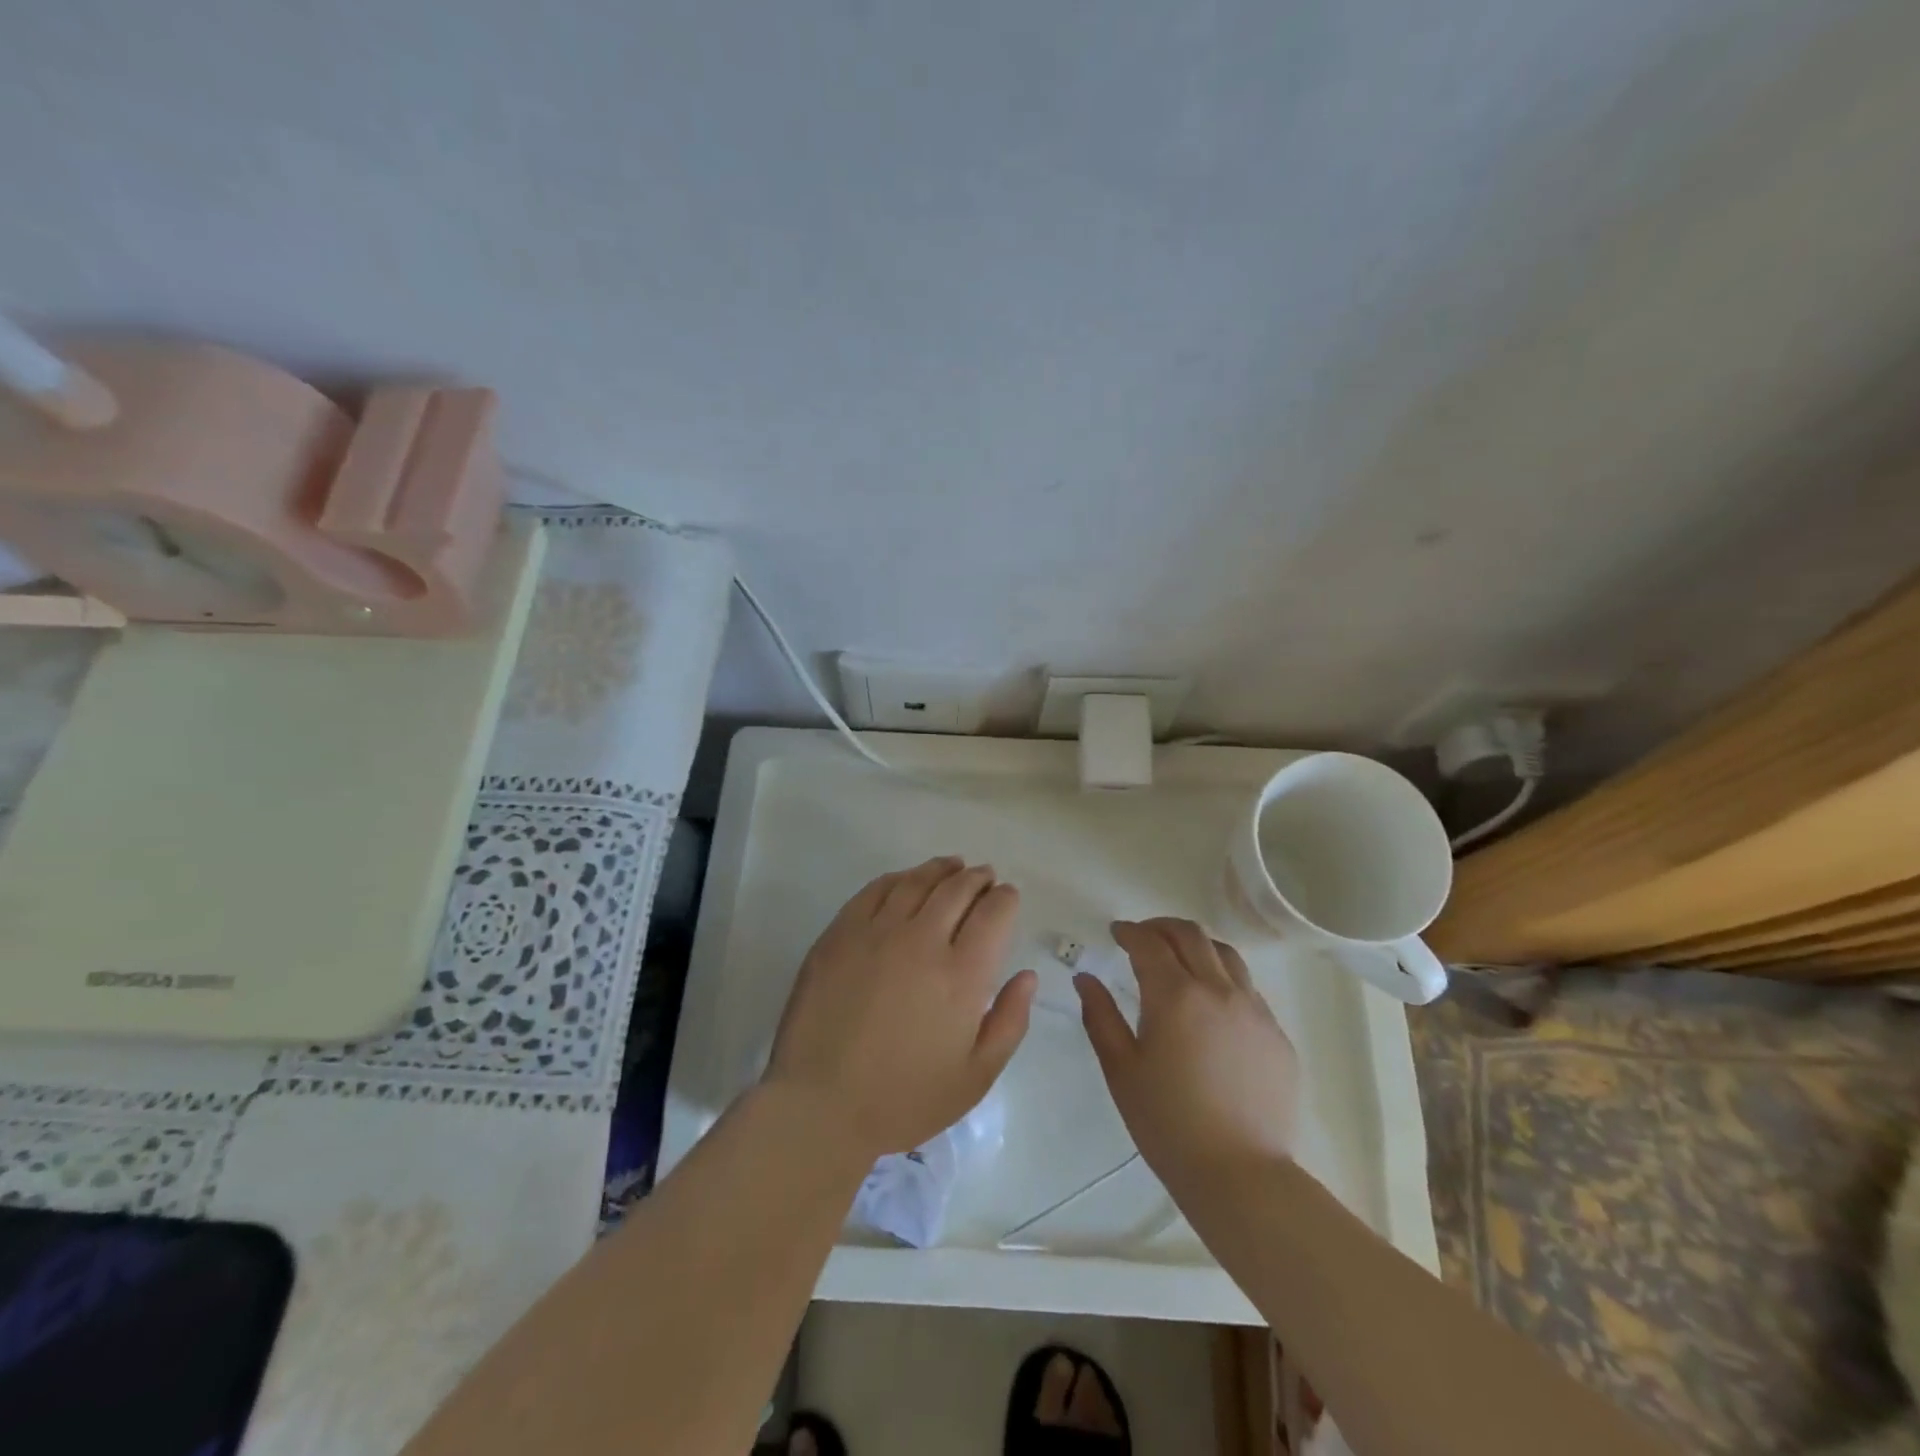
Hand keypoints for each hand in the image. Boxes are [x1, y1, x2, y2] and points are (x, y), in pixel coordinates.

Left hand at [764, 857, 1037, 1159]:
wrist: (819, 1105)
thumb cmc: (904, 1099)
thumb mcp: (975, 1077)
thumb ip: (1009, 1022)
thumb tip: (1026, 976)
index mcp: (962, 975)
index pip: (993, 913)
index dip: (1005, 899)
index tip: (1007, 897)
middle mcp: (922, 941)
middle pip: (957, 889)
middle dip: (977, 878)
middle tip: (984, 876)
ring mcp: (877, 932)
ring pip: (917, 882)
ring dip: (941, 869)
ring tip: (952, 866)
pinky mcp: (840, 933)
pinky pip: (875, 890)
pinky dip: (898, 878)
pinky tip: (905, 880)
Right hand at [1076, 918, 1298, 1192]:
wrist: (1240, 1175)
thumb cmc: (1168, 1123)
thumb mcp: (1121, 1069)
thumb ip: (1100, 1016)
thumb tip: (1085, 979)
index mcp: (1176, 995)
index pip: (1149, 943)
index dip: (1129, 931)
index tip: (1116, 933)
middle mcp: (1219, 990)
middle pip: (1191, 935)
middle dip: (1162, 927)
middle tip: (1143, 937)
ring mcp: (1254, 1010)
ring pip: (1226, 954)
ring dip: (1197, 946)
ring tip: (1180, 960)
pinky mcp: (1277, 1035)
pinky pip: (1248, 988)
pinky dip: (1223, 978)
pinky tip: (1211, 1005)